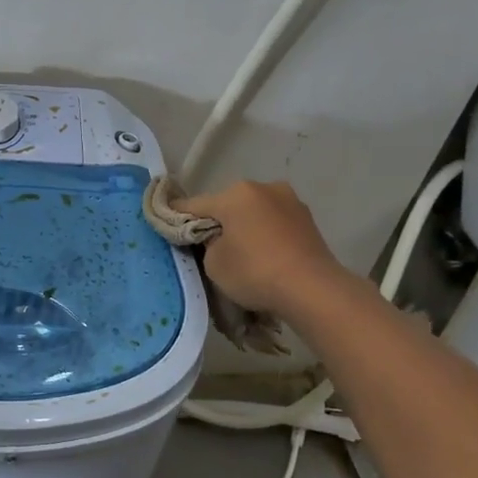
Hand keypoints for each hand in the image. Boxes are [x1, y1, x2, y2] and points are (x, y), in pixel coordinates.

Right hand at [178, 180, 351, 317]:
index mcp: (235, 193)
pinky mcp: (308, 219)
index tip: (165, 222)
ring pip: (254, 211)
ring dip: (245, 226)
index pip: (195, 204)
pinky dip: (265, 234)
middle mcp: (263, 187)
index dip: (177, 215)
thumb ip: (207, 244)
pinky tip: (264, 254)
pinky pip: (275, 223)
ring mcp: (290, 201)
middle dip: (218, 220)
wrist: (312, 289)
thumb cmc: (254, 272)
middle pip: (228, 205)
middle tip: (209, 245)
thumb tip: (215, 237)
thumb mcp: (213, 262)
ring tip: (241, 252)